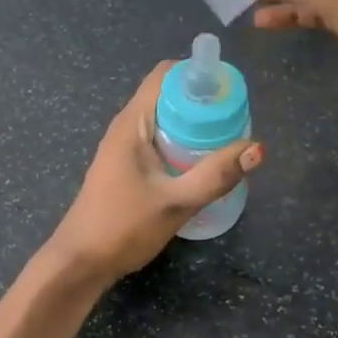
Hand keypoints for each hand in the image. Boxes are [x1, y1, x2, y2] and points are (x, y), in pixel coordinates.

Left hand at [45, 62, 263, 282]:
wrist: (79, 263)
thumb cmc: (122, 228)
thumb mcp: (175, 203)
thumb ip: (216, 176)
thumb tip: (258, 148)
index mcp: (132, 123)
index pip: (166, 74)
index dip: (198, 74)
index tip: (230, 90)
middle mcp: (127, 127)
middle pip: (169, 96)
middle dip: (204, 102)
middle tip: (238, 120)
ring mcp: (125, 148)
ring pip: (166, 121)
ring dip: (196, 125)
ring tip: (229, 140)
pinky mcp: (128, 167)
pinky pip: (161, 141)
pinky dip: (184, 143)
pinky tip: (204, 164)